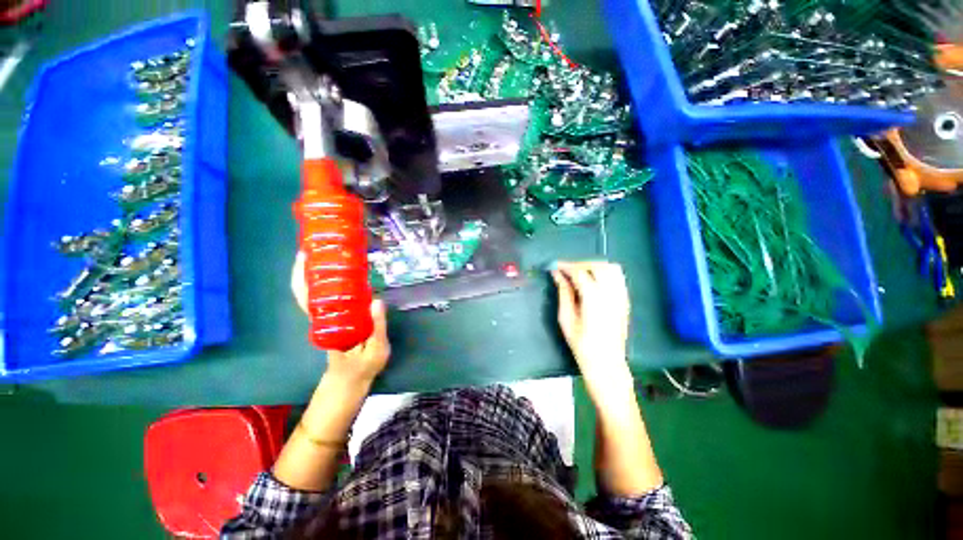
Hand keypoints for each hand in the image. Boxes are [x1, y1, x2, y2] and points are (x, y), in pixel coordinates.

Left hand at [291, 251, 391, 384]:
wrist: (350, 380)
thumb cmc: (362, 367)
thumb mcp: (376, 350)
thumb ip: (377, 328)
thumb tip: (377, 300)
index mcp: (327, 324)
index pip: (308, 297)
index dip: (303, 277)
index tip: (305, 255)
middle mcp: (323, 317)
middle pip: (307, 290)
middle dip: (308, 266)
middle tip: (319, 244)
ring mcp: (329, 317)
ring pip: (316, 292)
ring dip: (318, 271)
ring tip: (330, 252)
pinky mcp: (337, 317)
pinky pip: (329, 297)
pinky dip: (330, 282)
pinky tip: (342, 272)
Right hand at [551, 261, 631, 390]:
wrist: (606, 363)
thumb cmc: (582, 344)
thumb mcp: (566, 318)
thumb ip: (563, 293)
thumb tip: (557, 275)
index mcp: (594, 299)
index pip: (580, 272)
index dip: (566, 266)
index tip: (555, 266)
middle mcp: (611, 294)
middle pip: (598, 266)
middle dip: (580, 264)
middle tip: (566, 271)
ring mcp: (621, 296)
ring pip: (611, 268)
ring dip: (594, 266)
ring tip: (580, 274)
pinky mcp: (625, 301)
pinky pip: (617, 277)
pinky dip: (604, 273)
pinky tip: (594, 282)